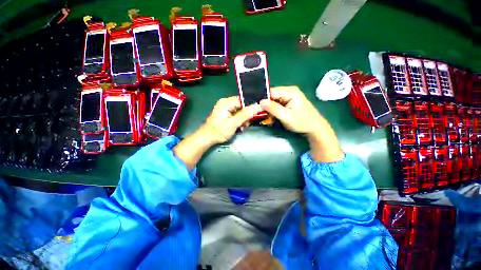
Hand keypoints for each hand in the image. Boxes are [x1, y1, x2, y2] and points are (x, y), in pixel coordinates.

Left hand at [203, 96, 261, 143]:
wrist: (207, 138)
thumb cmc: (219, 131)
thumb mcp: (233, 123)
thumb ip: (245, 115)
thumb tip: (257, 106)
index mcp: (226, 102)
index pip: (243, 100)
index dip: (250, 107)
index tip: (255, 114)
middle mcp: (226, 102)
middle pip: (242, 105)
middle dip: (246, 115)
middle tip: (246, 124)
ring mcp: (226, 108)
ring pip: (240, 111)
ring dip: (243, 119)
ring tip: (242, 127)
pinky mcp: (226, 113)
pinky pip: (237, 114)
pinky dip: (239, 120)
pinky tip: (239, 127)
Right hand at [259, 86, 322, 134]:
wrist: (314, 128)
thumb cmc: (302, 122)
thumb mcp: (286, 116)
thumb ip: (273, 108)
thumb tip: (260, 102)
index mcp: (290, 91)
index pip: (271, 92)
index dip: (263, 99)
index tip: (257, 108)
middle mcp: (289, 91)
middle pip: (272, 95)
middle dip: (266, 104)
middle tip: (260, 113)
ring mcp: (289, 96)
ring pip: (274, 100)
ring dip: (269, 108)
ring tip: (266, 115)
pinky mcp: (289, 102)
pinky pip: (277, 103)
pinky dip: (273, 109)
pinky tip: (272, 115)